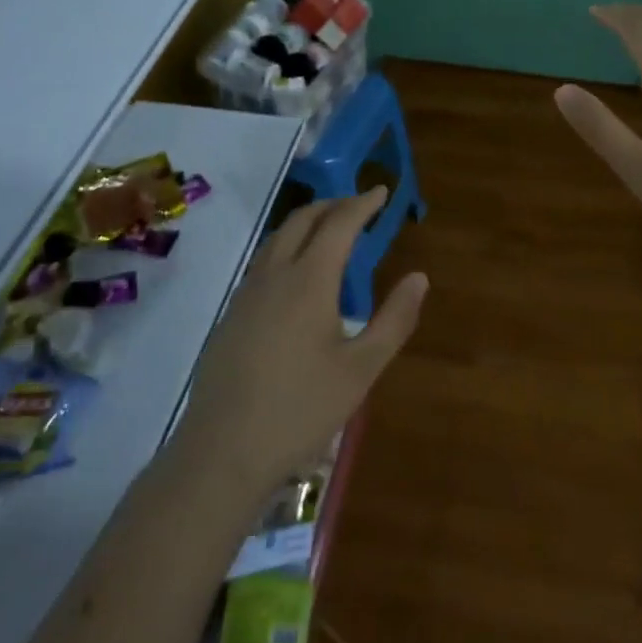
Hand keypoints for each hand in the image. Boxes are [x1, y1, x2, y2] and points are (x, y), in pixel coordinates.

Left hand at [175, 188, 425, 494]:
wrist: (222, 451)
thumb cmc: (300, 409)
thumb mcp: (361, 370)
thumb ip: (394, 320)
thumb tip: (419, 278)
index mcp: (309, 279)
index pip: (339, 223)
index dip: (362, 204)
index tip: (381, 192)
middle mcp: (274, 274)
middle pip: (302, 220)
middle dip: (332, 205)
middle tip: (358, 206)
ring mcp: (246, 293)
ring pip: (277, 238)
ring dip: (306, 223)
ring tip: (329, 231)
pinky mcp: (230, 314)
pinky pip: (263, 262)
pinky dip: (287, 247)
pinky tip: (296, 275)